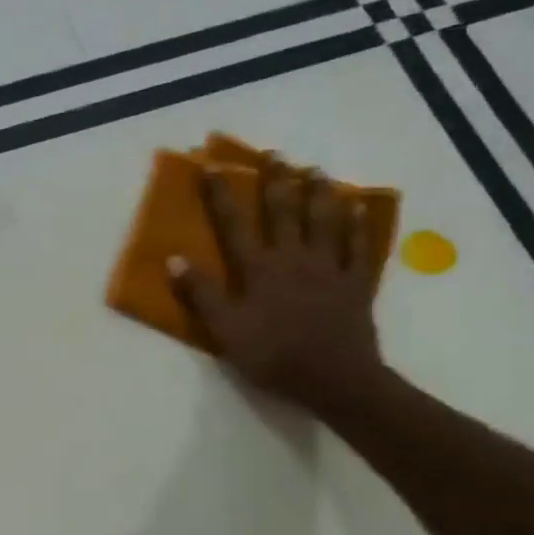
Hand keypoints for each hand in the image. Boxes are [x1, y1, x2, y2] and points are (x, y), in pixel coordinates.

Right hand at [168, 162, 386, 413]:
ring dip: (319, 194)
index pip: (234, 225)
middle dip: (277, 182)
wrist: (334, 379)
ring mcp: (329, 268)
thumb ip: (201, 294)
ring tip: (316, 171)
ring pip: (324, 222)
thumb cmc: (273, 356)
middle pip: (283, 213)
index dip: (221, 196)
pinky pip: (360, 247)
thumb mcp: (225, 330)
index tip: (212, 168)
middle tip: (275, 155)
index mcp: (258, 269)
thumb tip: (173, 259)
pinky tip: (359, 207)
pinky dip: (359, 225)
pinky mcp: (356, 283)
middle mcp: (293, 259)